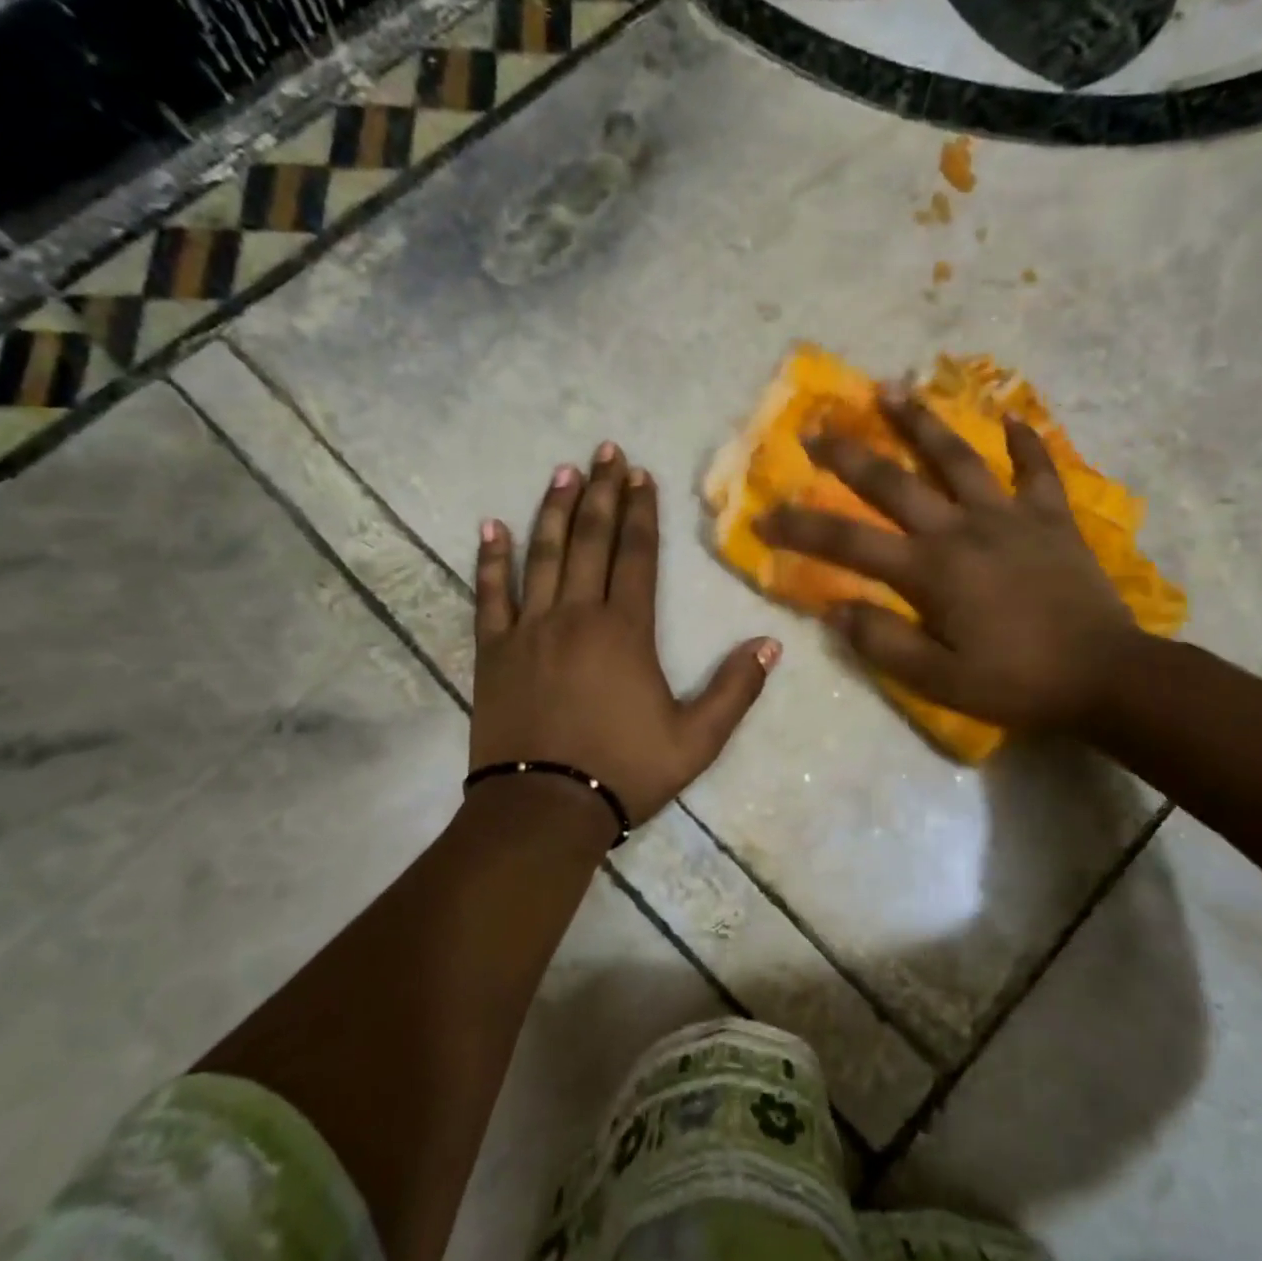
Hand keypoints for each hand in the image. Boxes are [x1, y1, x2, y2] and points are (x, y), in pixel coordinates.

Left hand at [471, 443, 780, 825]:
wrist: (545, 810)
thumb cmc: (624, 772)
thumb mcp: (697, 741)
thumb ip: (736, 690)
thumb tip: (771, 645)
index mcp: (625, 631)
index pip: (637, 555)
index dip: (641, 512)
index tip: (640, 474)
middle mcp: (576, 615)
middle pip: (590, 540)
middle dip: (601, 492)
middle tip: (605, 451)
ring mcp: (530, 629)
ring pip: (542, 555)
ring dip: (553, 509)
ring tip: (562, 471)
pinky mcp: (494, 651)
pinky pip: (490, 595)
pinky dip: (491, 560)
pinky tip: (491, 527)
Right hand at [755, 389, 1141, 735]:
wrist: (1107, 677)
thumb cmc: (1017, 682)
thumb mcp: (939, 681)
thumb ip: (883, 642)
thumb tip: (833, 609)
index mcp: (930, 571)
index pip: (849, 542)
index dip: (802, 527)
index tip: (765, 514)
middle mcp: (962, 530)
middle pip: (895, 482)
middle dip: (849, 455)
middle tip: (817, 427)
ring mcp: (1010, 517)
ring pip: (959, 458)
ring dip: (922, 422)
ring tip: (893, 389)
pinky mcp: (1051, 519)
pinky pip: (1037, 470)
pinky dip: (1025, 442)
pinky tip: (1011, 416)